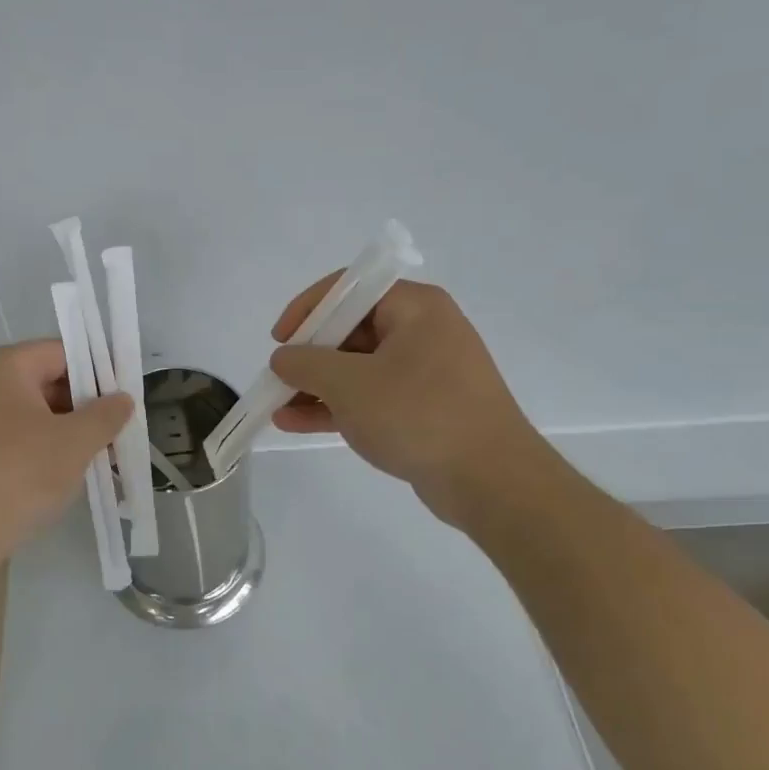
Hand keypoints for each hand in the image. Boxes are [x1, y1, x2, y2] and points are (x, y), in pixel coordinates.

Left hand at [0, 340, 131, 570]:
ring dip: (69, 434)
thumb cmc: (17, 474)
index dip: (99, 372)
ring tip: (103, 459)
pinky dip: (45, 452)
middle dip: (87, 407)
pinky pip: (19, 440)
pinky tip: (68, 476)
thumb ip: (106, 415)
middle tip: (120, 433)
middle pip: (49, 382)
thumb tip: (123, 398)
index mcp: (6, 365)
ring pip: (36, 416)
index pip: (64, 352)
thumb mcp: (74, 442)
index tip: (127, 399)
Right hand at [268, 277, 546, 527]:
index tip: (279, 339)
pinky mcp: (423, 408)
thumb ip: (306, 364)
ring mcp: (424, 372)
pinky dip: (336, 406)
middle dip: (308, 356)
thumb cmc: (418, 415)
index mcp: (414, 308)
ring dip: (315, 386)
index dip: (308, 309)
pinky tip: (296, 422)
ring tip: (277, 406)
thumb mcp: (350, 384)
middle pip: (350, 330)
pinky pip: (370, 397)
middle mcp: (422, 331)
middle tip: (276, 378)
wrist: (491, 480)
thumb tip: (283, 357)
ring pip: (357, 368)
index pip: (350, 289)